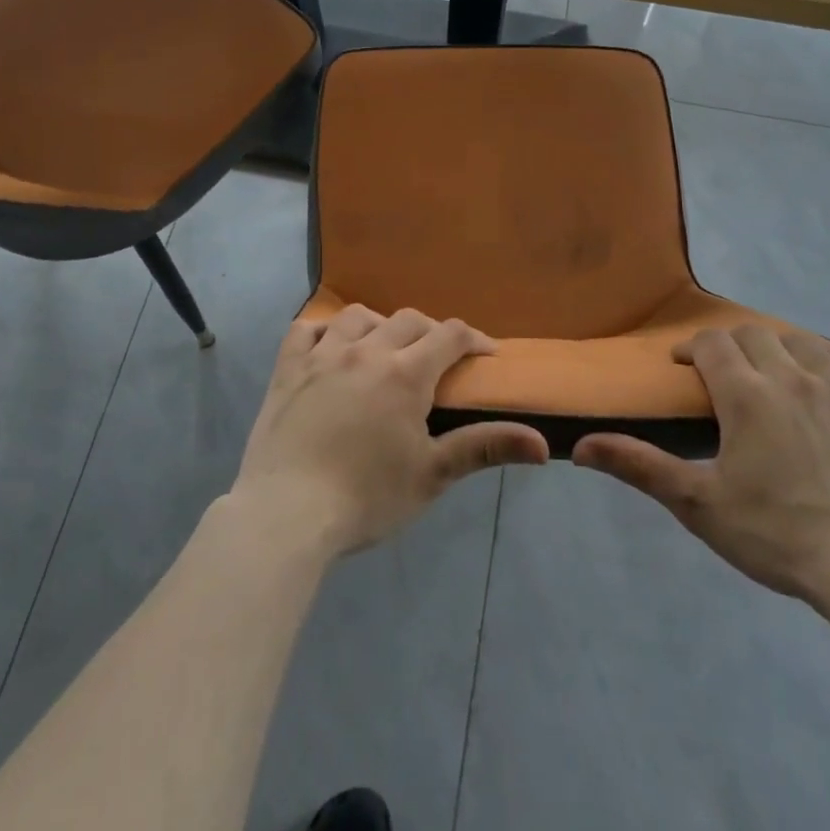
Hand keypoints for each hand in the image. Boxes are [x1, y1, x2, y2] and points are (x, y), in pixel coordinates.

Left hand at [232, 306, 549, 554]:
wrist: (287, 513)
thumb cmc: (367, 497)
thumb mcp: (433, 475)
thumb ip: (485, 448)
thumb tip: (543, 444)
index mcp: (405, 373)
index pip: (450, 335)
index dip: (474, 339)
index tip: (486, 354)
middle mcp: (366, 350)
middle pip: (408, 320)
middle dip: (431, 332)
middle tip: (438, 359)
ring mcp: (322, 355)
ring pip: (358, 317)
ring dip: (380, 325)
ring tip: (385, 350)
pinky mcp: (287, 369)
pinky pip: (307, 330)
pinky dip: (325, 331)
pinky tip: (331, 349)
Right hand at [572, 325, 829, 611]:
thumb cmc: (777, 535)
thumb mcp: (698, 503)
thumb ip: (639, 466)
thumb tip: (579, 447)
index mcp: (747, 394)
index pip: (712, 343)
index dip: (691, 348)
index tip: (681, 368)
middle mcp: (792, 377)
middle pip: (753, 334)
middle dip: (729, 345)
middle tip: (719, 375)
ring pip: (801, 340)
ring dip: (775, 346)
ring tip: (766, 372)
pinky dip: (826, 358)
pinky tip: (820, 377)